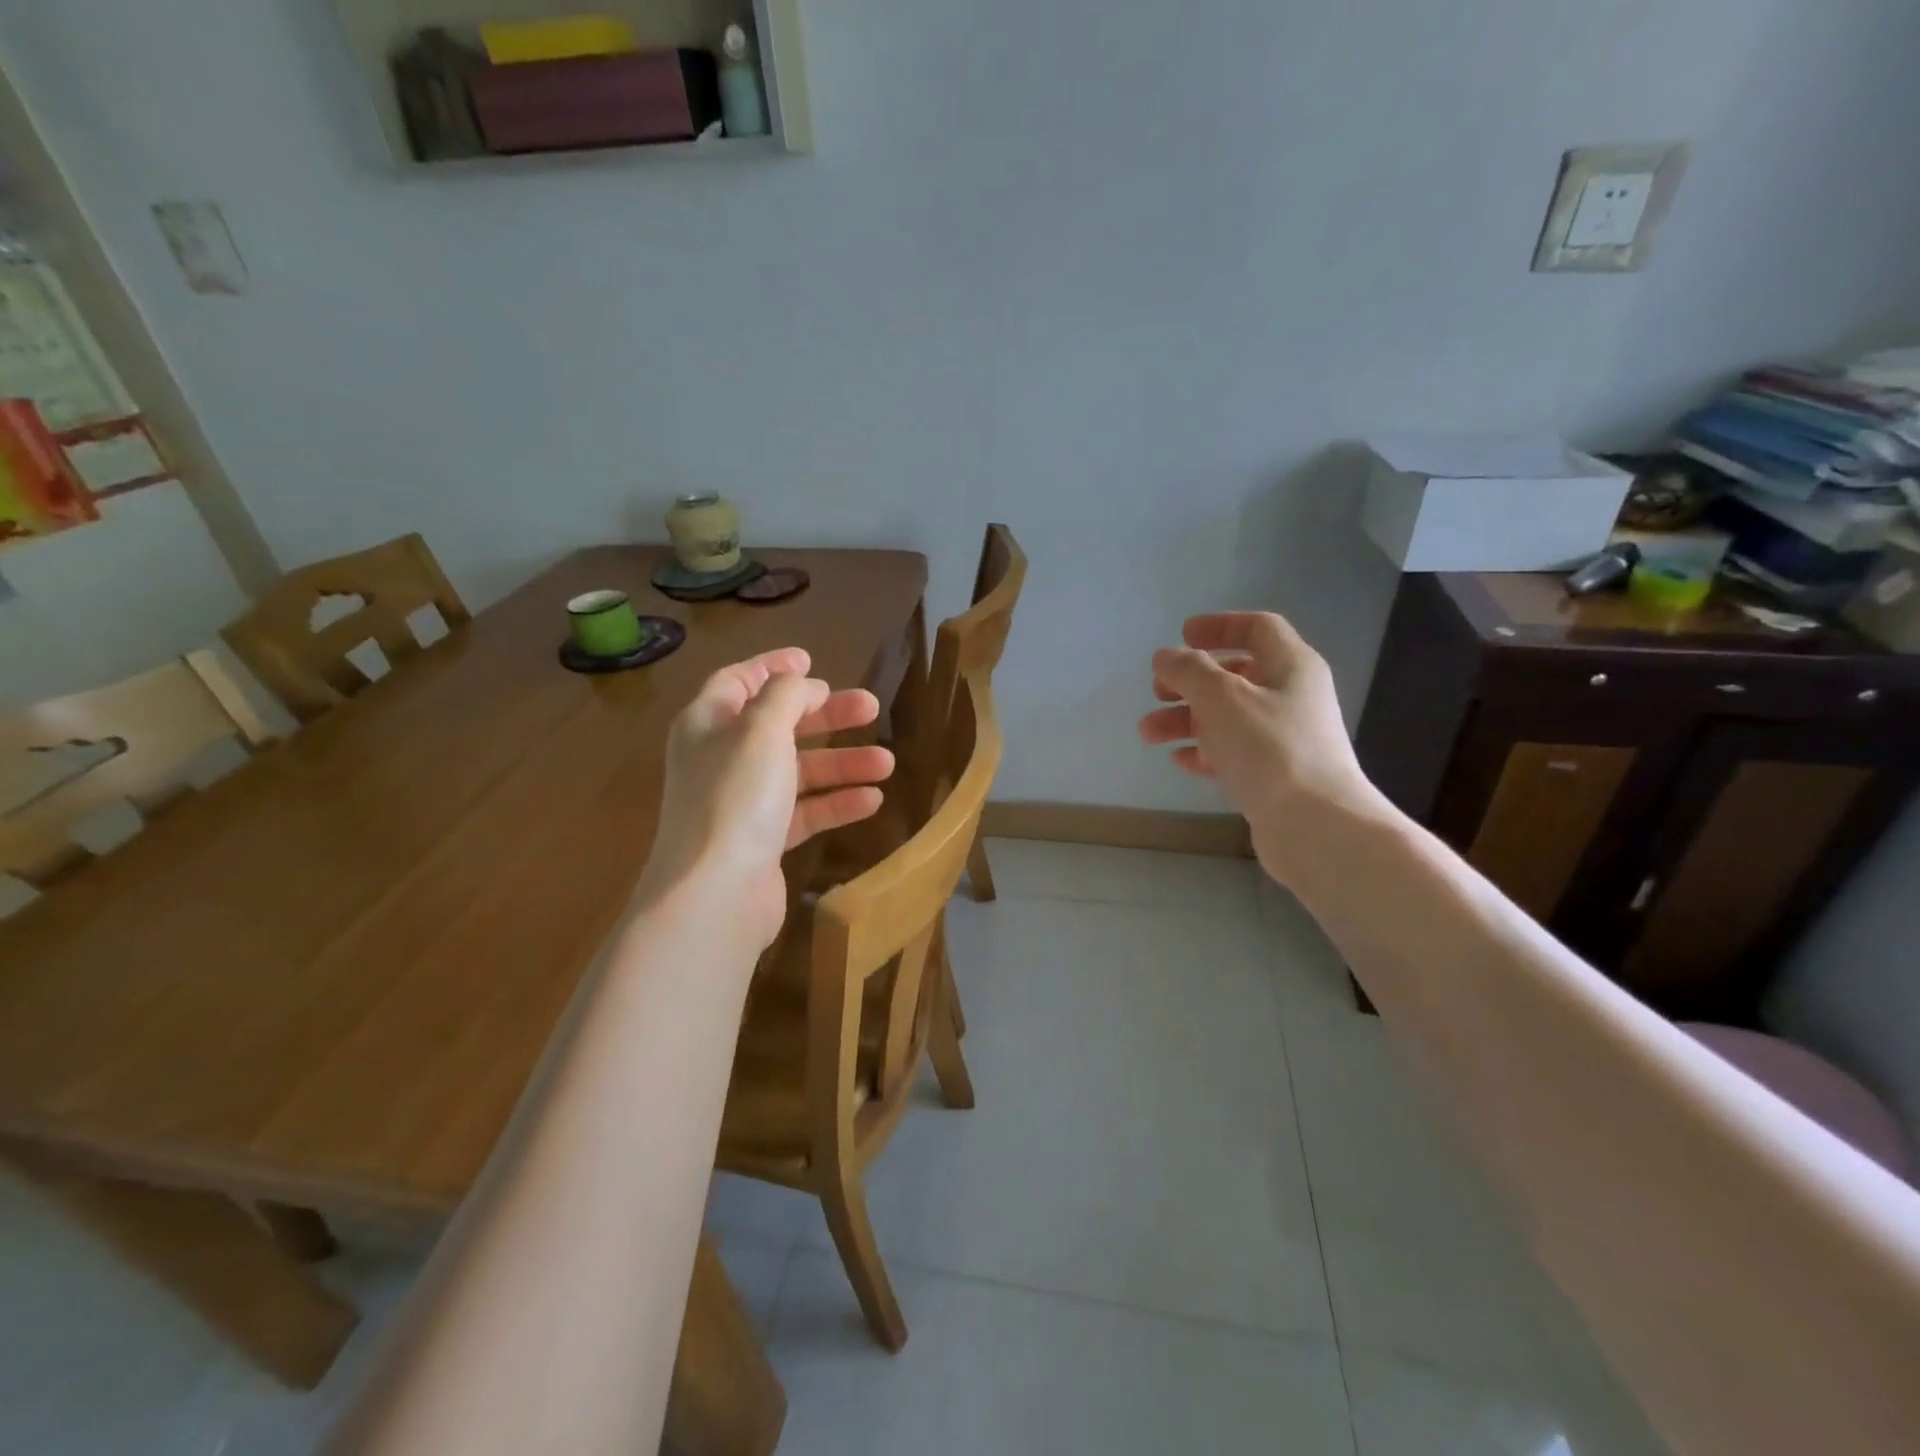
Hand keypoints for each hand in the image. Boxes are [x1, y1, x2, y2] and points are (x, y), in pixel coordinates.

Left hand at [639, 648, 893, 949]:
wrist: (715, 893)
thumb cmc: (736, 797)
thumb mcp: (762, 729)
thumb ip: (786, 695)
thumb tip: (803, 684)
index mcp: (708, 724)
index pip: (738, 681)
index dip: (773, 666)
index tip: (811, 658)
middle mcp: (721, 759)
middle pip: (779, 725)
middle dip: (826, 715)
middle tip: (871, 707)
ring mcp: (741, 803)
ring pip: (798, 771)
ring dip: (842, 763)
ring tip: (888, 762)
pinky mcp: (762, 841)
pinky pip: (804, 812)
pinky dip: (836, 803)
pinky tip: (872, 800)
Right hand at [1139, 612, 1381, 887]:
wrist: (1315, 826)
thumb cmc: (1270, 749)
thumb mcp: (1221, 697)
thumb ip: (1188, 670)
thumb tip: (1167, 657)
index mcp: (1291, 667)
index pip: (1258, 628)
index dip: (1219, 626)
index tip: (1182, 635)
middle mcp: (1292, 697)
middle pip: (1236, 675)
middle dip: (1190, 681)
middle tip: (1157, 691)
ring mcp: (1285, 739)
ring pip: (1228, 717)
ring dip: (1186, 719)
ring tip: (1148, 733)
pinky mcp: (1275, 776)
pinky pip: (1233, 753)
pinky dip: (1204, 751)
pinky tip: (1180, 760)